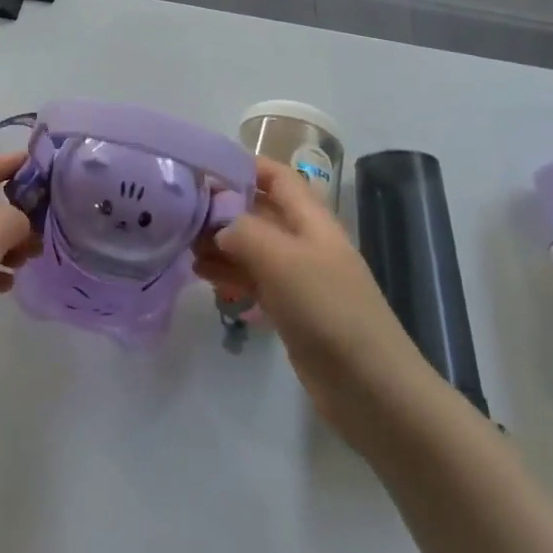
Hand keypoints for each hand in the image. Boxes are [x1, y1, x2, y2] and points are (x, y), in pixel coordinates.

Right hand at [193, 159, 429, 424]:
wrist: (370, 387)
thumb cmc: (328, 310)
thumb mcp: (282, 259)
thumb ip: (245, 231)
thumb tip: (219, 227)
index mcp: (311, 220)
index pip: (277, 176)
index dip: (244, 165)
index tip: (203, 168)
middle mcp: (305, 242)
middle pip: (260, 211)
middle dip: (223, 209)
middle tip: (182, 215)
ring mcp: (299, 277)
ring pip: (253, 247)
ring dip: (221, 244)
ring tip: (185, 249)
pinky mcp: (292, 310)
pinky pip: (255, 279)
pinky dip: (230, 274)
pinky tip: (204, 278)